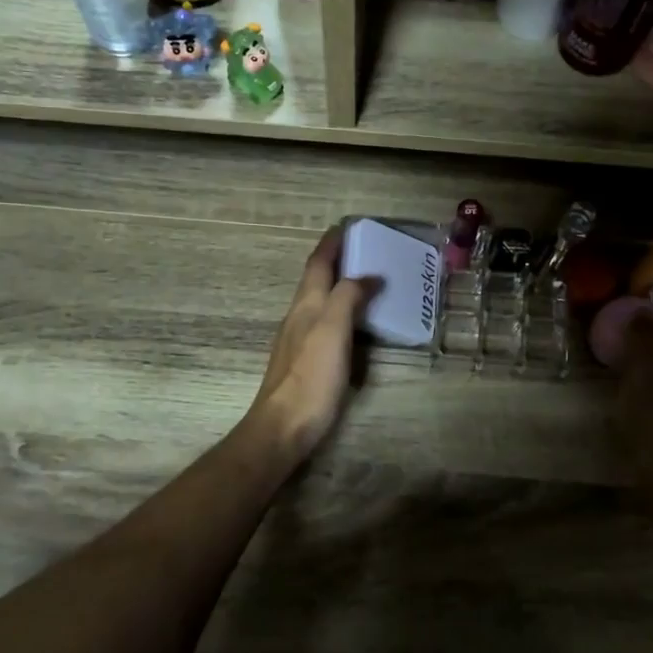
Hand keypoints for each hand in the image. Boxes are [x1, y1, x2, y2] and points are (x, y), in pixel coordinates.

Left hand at [244, 229, 377, 463]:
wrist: (284, 426)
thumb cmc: (311, 376)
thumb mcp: (332, 329)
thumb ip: (348, 297)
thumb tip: (368, 275)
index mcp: (306, 305)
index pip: (317, 264)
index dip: (330, 244)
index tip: (346, 226)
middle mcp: (299, 317)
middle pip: (315, 280)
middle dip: (335, 261)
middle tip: (363, 250)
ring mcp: (299, 340)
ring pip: (319, 302)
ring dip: (338, 286)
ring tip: (364, 281)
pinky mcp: (305, 362)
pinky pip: (324, 324)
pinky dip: (340, 312)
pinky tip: (353, 324)